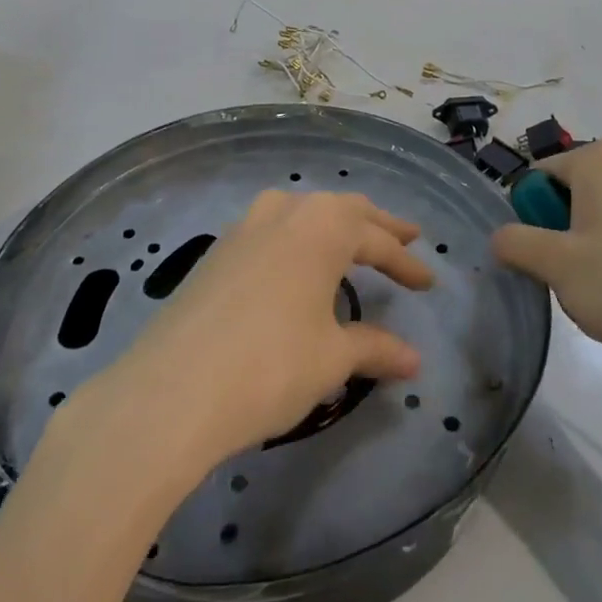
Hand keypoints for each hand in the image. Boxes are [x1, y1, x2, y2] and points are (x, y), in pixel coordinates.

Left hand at [94, 191, 433, 468]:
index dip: (406, 263)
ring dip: (334, 224)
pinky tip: (296, 260)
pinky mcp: (218, 250)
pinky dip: (298, 238)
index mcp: (323, 227)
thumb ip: (374, 349)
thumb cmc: (270, 366)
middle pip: (343, 211)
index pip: (376, 240)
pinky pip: (272, 229)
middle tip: (406, 237)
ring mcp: (246, 226)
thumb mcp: (331, 358)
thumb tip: (413, 360)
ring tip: (353, 240)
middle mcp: (285, 212)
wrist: (173, 390)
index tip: (428, 284)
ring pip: (304, 212)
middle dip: (377, 227)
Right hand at [491, 140, 601, 392]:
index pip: (536, 180)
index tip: (537, 256)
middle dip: (557, 253)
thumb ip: (514, 242)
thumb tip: (499, 238)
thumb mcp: (555, 261)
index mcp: (599, 158)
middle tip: (566, 283)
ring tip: (595, 307)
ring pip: (585, 239)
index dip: (528, 219)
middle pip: (561, 210)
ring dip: (579, 276)